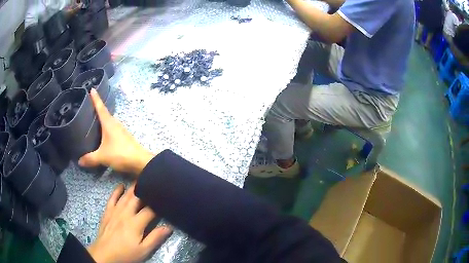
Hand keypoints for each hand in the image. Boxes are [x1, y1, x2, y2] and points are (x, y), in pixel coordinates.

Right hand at [78, 89, 154, 175]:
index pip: (100, 107)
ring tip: (93, 120)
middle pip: (105, 113)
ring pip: (109, 121)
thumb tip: (79, 161)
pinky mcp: (124, 137)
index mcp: (109, 123)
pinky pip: (112, 129)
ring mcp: (121, 129)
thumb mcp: (102, 157)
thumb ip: (90, 158)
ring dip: (102, 119)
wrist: (140, 161)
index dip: (96, 98)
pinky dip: (106, 128)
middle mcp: (115, 123)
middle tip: (88, 107)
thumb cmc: (120, 154)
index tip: (92, 89)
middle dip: (97, 109)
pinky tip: (103, 134)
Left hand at [87, 184, 171, 262]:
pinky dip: (116, 191)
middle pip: (137, 198)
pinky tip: (121, 186)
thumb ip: (155, 238)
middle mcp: (126, 213)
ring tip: (140, 179)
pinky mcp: (107, 212)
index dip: (158, 204)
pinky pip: (112, 198)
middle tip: (152, 183)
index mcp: (136, 223)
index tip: (164, 200)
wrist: (105, 254)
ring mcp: (115, 211)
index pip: (150, 210)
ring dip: (133, 187)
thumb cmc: (126, 254)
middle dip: (145, 190)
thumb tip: (168, 227)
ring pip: (125, 196)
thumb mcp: (143, 250)